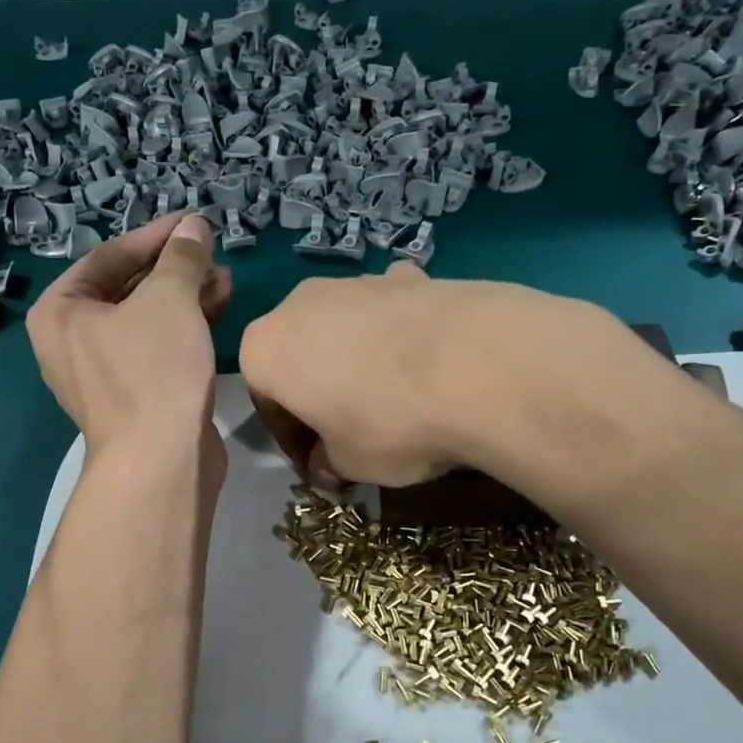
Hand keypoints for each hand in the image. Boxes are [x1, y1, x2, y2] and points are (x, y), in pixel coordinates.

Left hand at [27, 210, 231, 454]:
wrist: (161, 461)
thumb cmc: (153, 369)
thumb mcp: (169, 298)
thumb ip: (181, 256)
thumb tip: (193, 226)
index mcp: (61, 312)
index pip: (109, 256)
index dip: (155, 235)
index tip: (193, 222)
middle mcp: (74, 340)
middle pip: (128, 287)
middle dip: (174, 268)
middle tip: (211, 252)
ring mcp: (105, 371)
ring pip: (148, 318)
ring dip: (186, 295)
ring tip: (225, 278)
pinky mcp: (136, 394)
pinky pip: (158, 346)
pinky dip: (185, 326)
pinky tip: (219, 308)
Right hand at [239, 263, 634, 488]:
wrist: (478, 365)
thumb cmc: (389, 423)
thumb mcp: (349, 464)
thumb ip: (327, 463)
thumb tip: (328, 466)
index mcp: (265, 348)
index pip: (266, 403)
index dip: (292, 441)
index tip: (319, 467)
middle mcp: (299, 303)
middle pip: (299, 357)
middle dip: (319, 394)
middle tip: (350, 433)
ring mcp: (357, 282)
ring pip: (342, 330)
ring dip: (355, 363)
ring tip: (395, 401)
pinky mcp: (409, 274)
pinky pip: (389, 312)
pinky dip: (398, 335)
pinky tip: (429, 363)